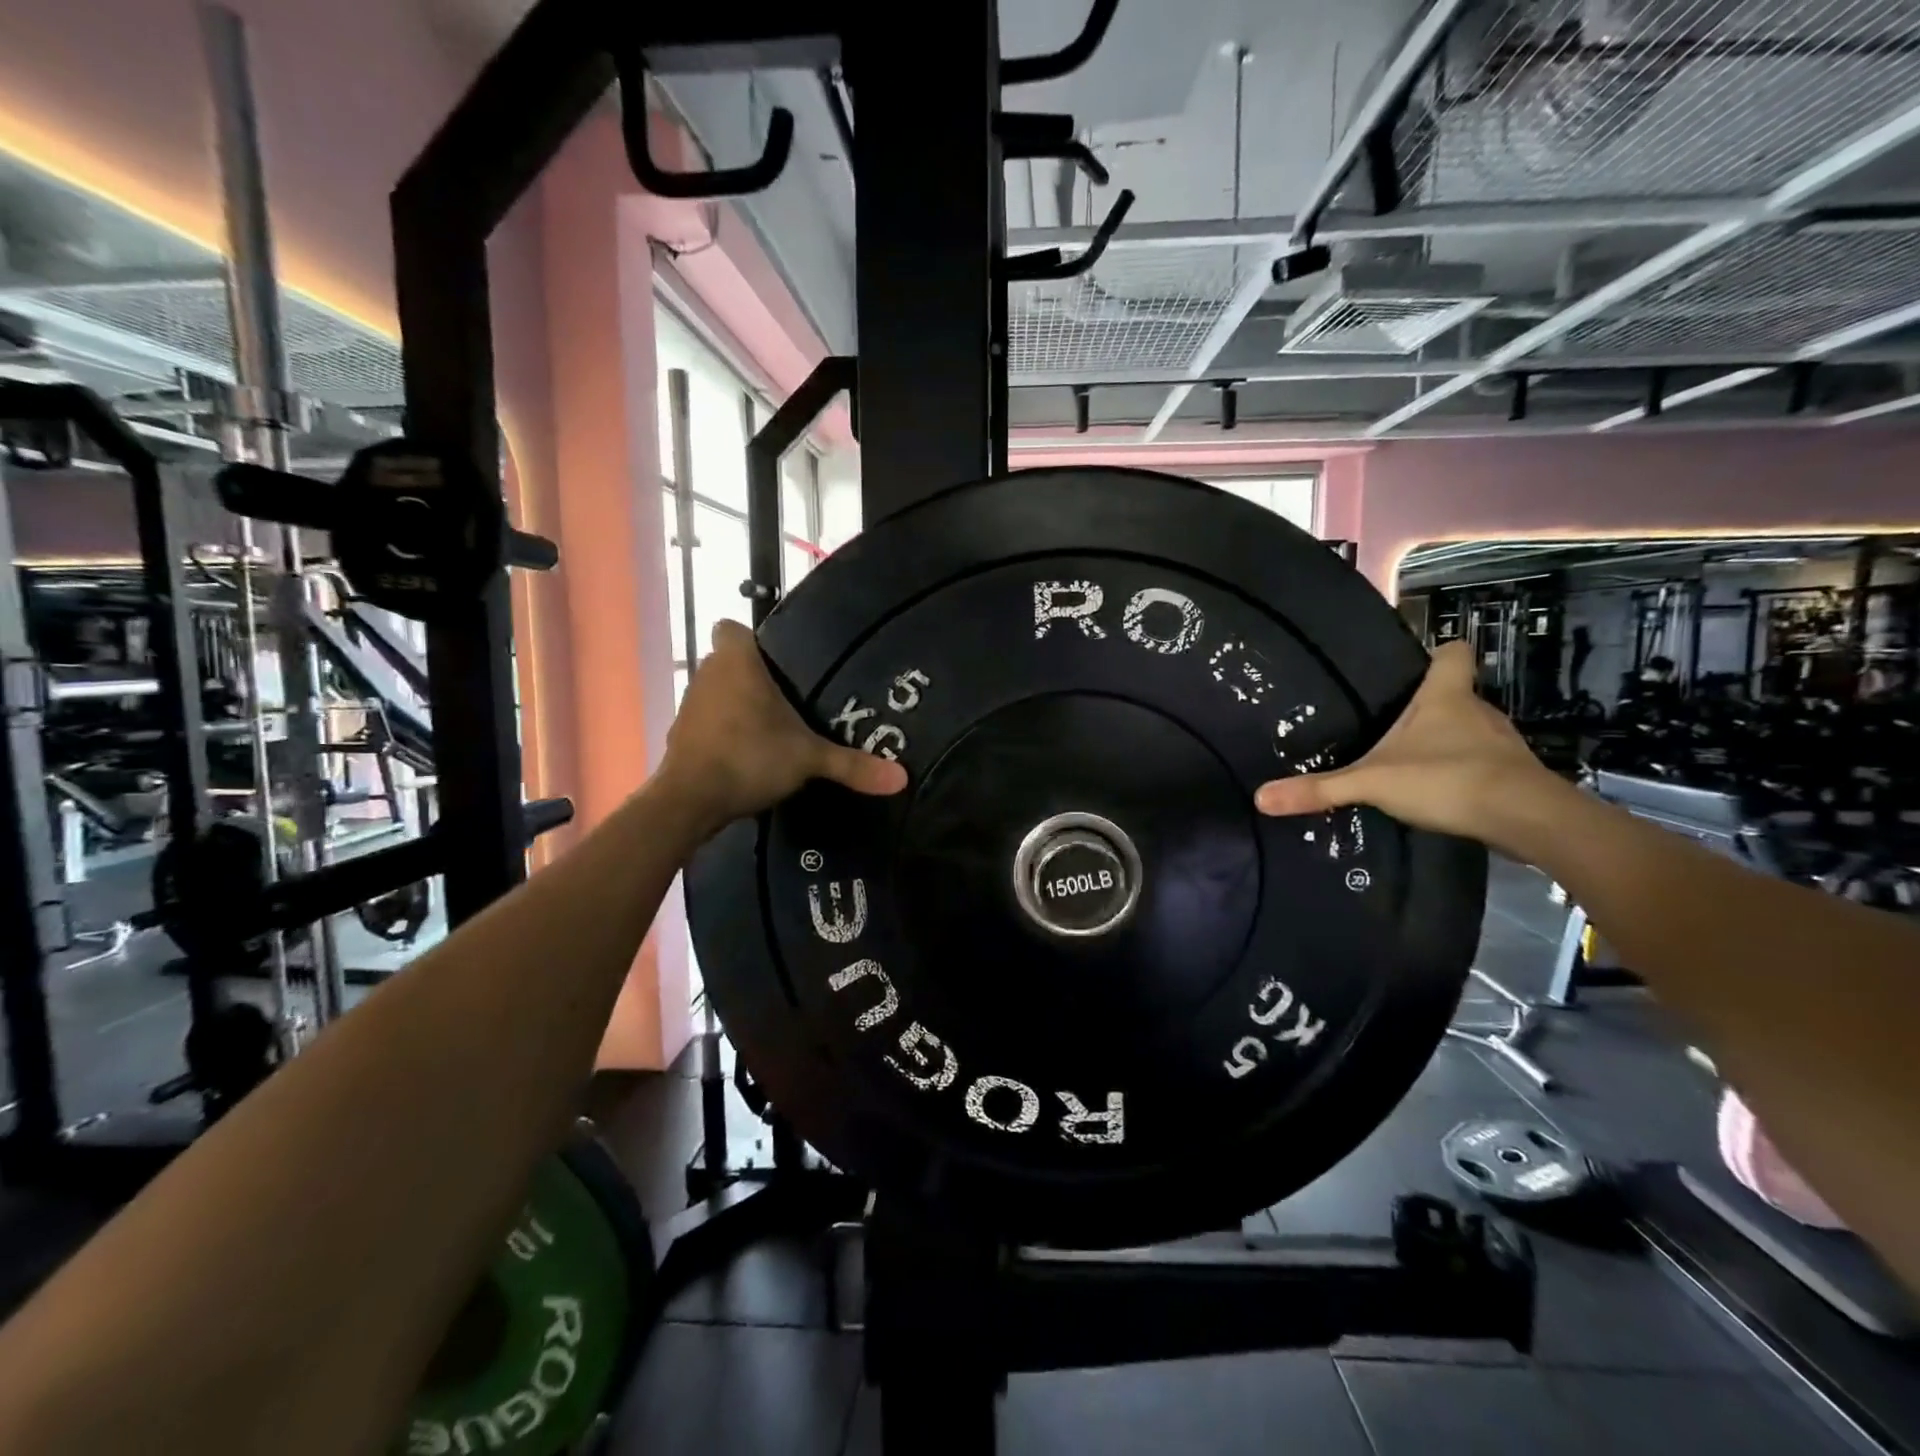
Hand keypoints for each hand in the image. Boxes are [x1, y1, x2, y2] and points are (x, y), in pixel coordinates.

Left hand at [660, 620, 907, 834]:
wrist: (690, 801)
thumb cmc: (749, 757)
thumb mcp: (808, 759)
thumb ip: (852, 764)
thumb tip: (902, 779)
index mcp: (736, 661)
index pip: (732, 628)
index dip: (753, 640)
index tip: (779, 662)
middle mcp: (707, 673)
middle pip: (729, 661)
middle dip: (754, 676)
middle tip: (790, 698)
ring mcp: (690, 704)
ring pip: (717, 691)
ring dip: (737, 704)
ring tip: (772, 727)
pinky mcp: (681, 735)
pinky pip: (708, 720)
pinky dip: (724, 731)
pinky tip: (748, 752)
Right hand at [1253, 641, 1559, 849]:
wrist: (1525, 819)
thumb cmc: (1448, 779)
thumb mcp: (1372, 782)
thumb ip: (1319, 789)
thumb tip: (1260, 797)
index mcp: (1446, 696)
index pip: (1453, 653)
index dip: (1437, 652)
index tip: (1417, 662)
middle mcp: (1478, 711)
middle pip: (1455, 694)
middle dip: (1428, 707)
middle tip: (1391, 723)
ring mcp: (1500, 744)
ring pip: (1468, 730)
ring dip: (1445, 742)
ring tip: (1409, 761)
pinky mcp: (1512, 775)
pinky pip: (1481, 763)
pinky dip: (1461, 772)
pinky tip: (1437, 791)